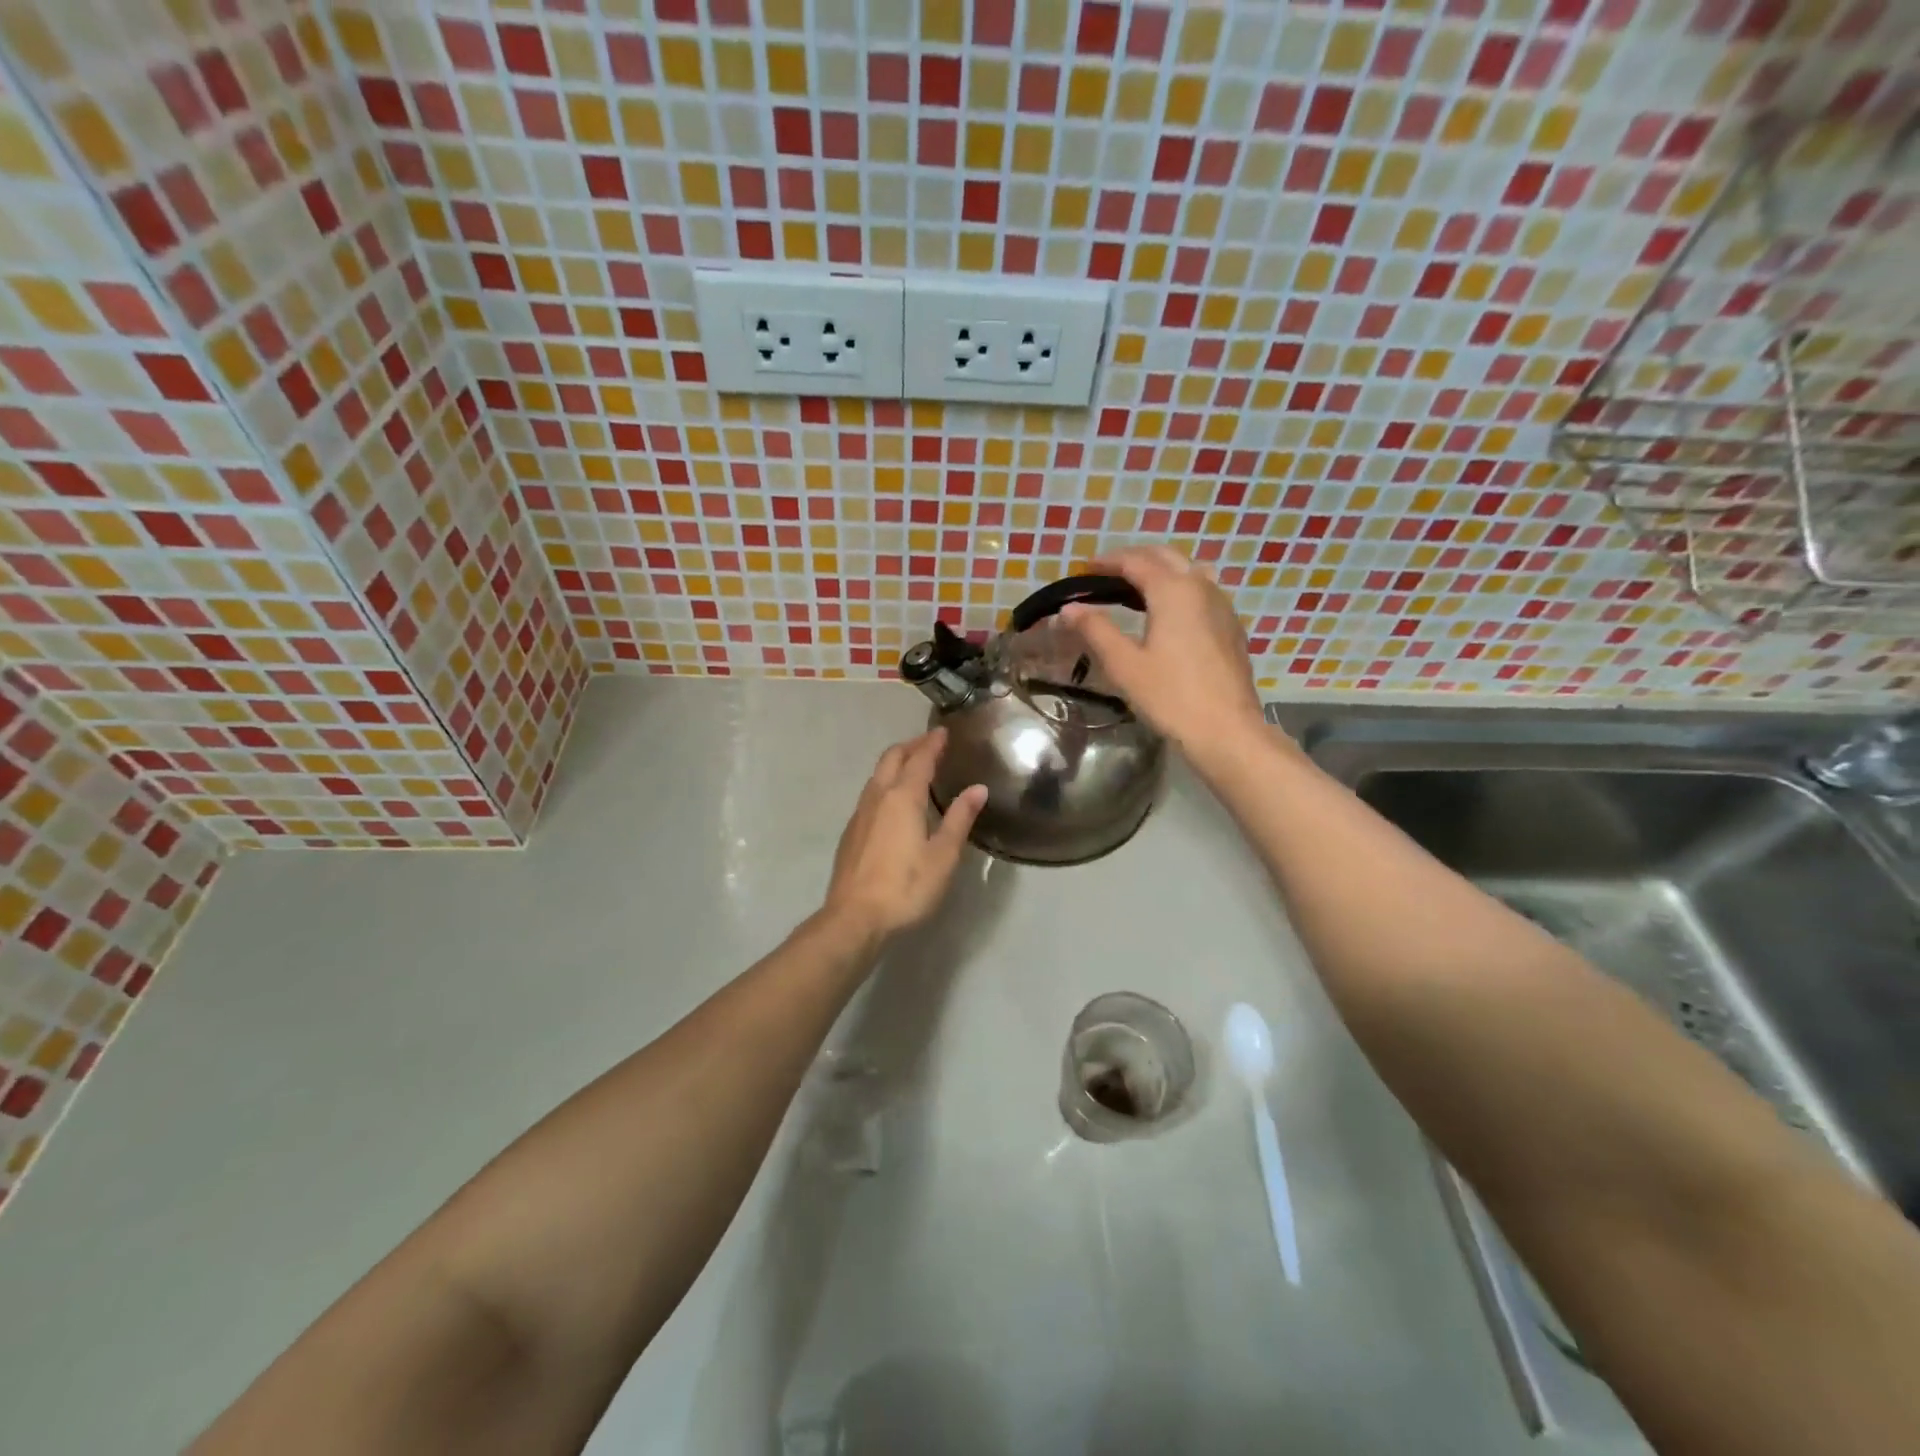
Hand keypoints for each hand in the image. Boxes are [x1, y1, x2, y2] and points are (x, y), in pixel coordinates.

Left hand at [822, 729, 987, 940]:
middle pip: (892, 758)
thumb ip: (960, 818)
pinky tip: (894, 801)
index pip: (919, 759)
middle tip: (930, 743)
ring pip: (877, 775)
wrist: (854, 917)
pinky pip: (870, 793)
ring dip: (896, 763)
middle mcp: (878, 797)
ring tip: (914, 766)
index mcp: (903, 797)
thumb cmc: (906, 887)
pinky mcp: (851, 832)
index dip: (932, 743)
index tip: (943, 731)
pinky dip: (886, 783)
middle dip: (911, 746)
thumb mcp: (943, 855)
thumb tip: (978, 788)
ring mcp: (860, 814)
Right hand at [1061, 546, 1265, 759]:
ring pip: (1190, 570)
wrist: (1226, 731)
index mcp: (1173, 591)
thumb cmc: (1170, 697)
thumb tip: (1069, 608)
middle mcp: (1201, 587)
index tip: (1084, 570)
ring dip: (1161, 570)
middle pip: (1166, 557)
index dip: (1107, 561)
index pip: (1136, 561)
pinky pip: (1204, 591)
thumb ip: (1096, 630)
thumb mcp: (1124, 665)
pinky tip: (1170, 613)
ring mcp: (1222, 606)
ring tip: (1138, 588)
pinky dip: (1181, 587)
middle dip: (1135, 559)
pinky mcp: (1232, 627)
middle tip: (1107, 573)